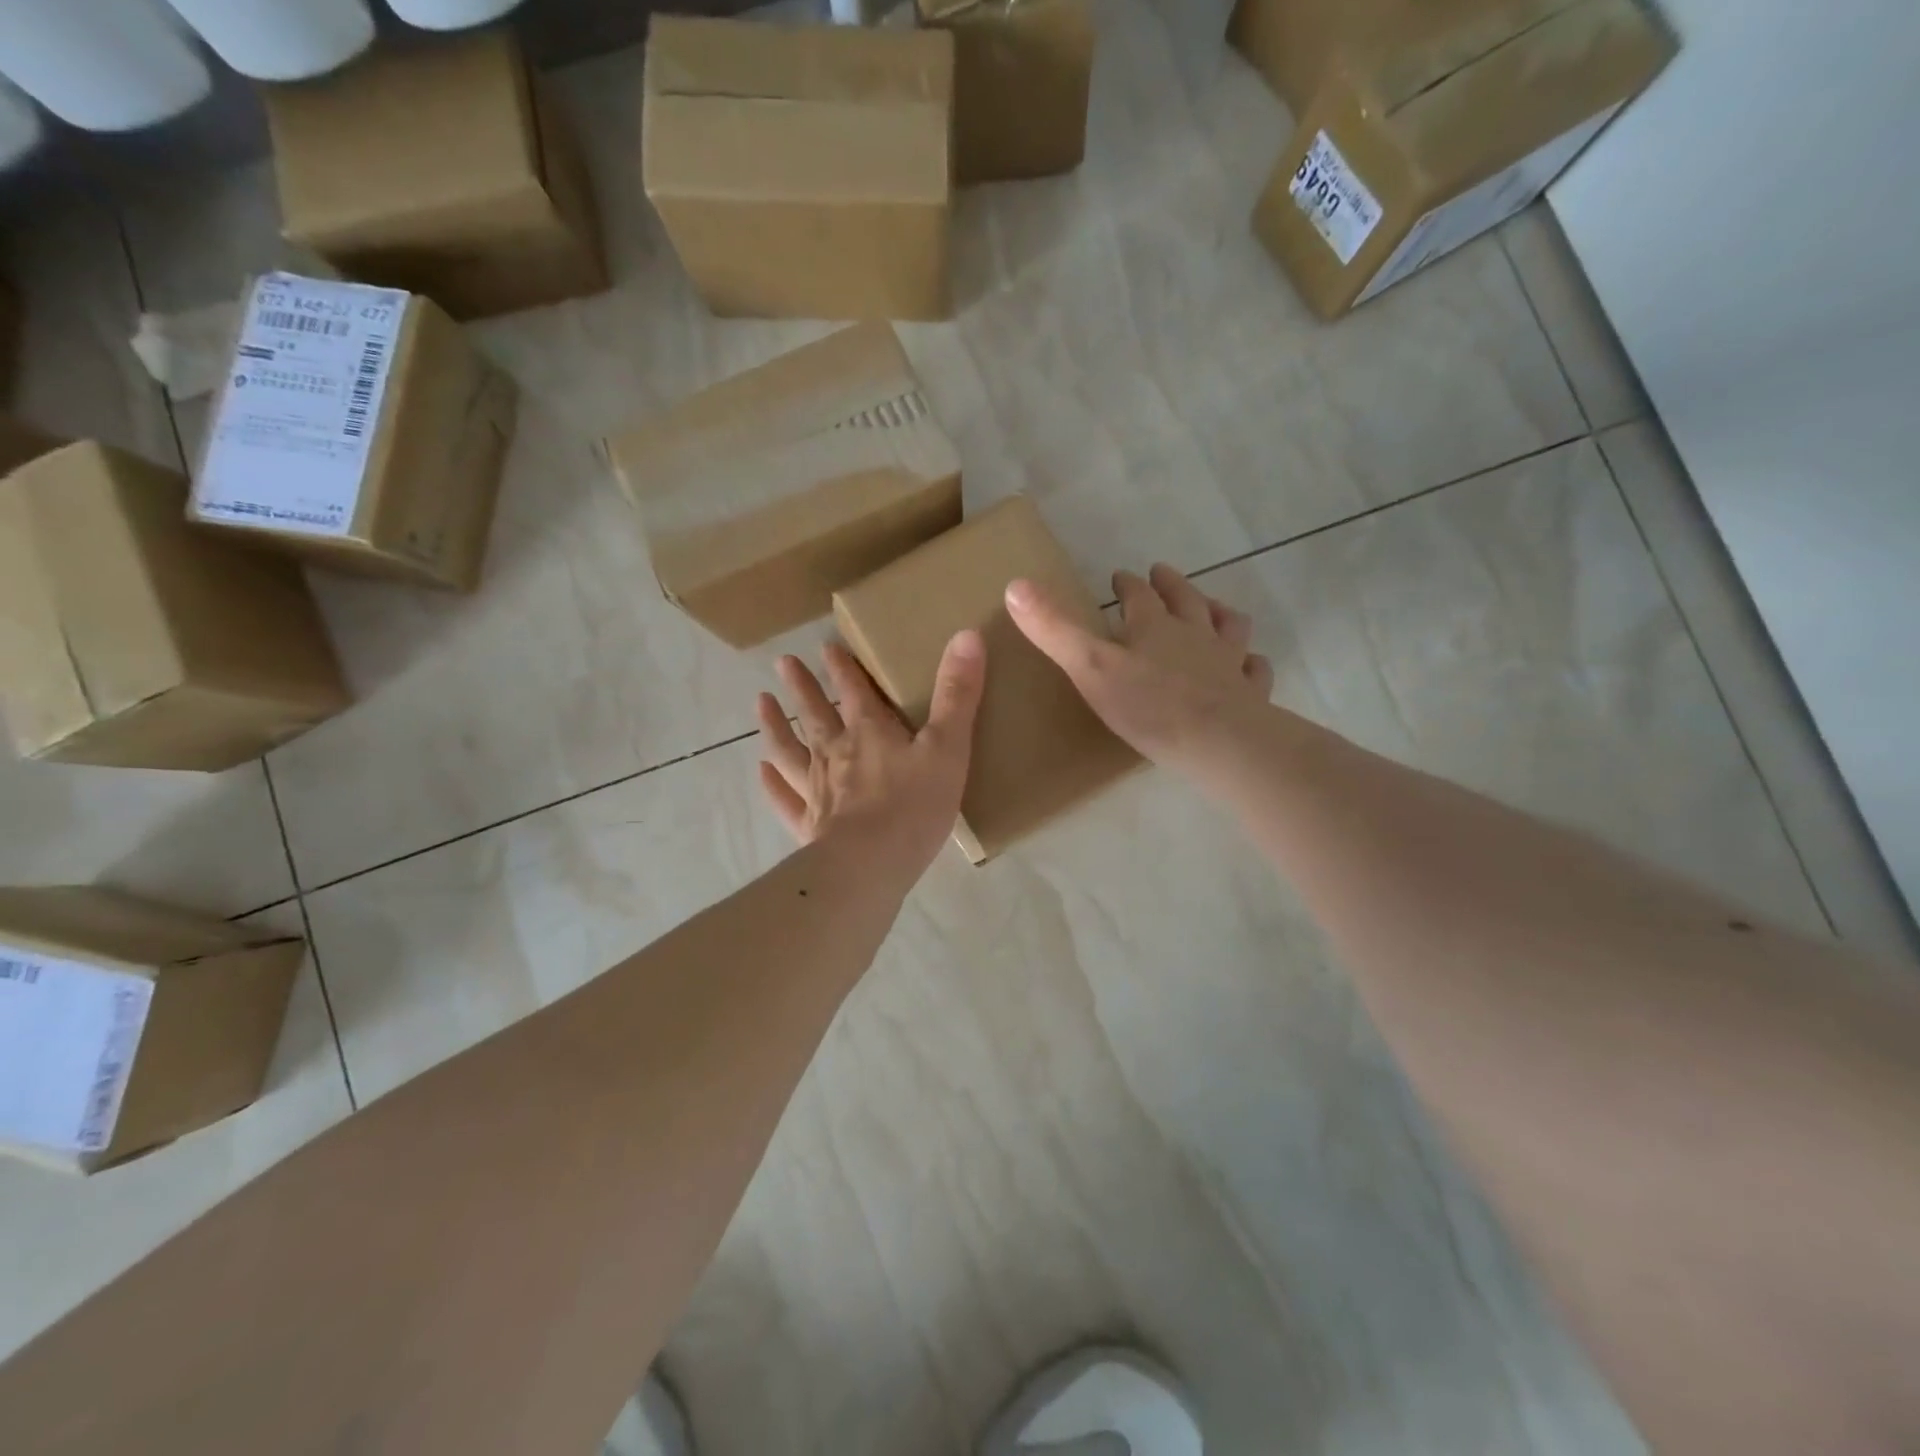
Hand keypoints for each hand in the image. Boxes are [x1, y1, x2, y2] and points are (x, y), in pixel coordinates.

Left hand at [756, 634, 986, 878]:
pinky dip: (772, 784)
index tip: (826, 647)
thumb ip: (958, 694)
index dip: (842, 668)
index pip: (854, 691)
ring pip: (790, 750)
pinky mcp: (809, 826)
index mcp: (870, 733)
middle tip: (783, 663)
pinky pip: (785, 800)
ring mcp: (817, 790)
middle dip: (802, 686)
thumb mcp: (948, 747)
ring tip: (761, 703)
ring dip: (775, 725)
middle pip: (815, 714)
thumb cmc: (914, 806)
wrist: (871, 865)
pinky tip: (763, 771)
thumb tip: (968, 634)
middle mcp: (836, 754)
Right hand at [1007, 563, 1273, 773]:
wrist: (1218, 741)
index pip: (1138, 595)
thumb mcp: (1089, 667)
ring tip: (1212, 608)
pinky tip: (1249, 664)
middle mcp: (1194, 634)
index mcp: (1154, 627)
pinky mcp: (1249, 693)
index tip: (1121, 576)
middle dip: (1171, 585)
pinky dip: (1251, 663)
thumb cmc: (1148, 706)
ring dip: (1217, 613)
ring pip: (1227, 626)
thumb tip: (1016, 585)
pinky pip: (1254, 670)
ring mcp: (1227, 662)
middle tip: (1162, 574)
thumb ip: (1054, 629)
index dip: (1128, 584)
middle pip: (1185, 600)